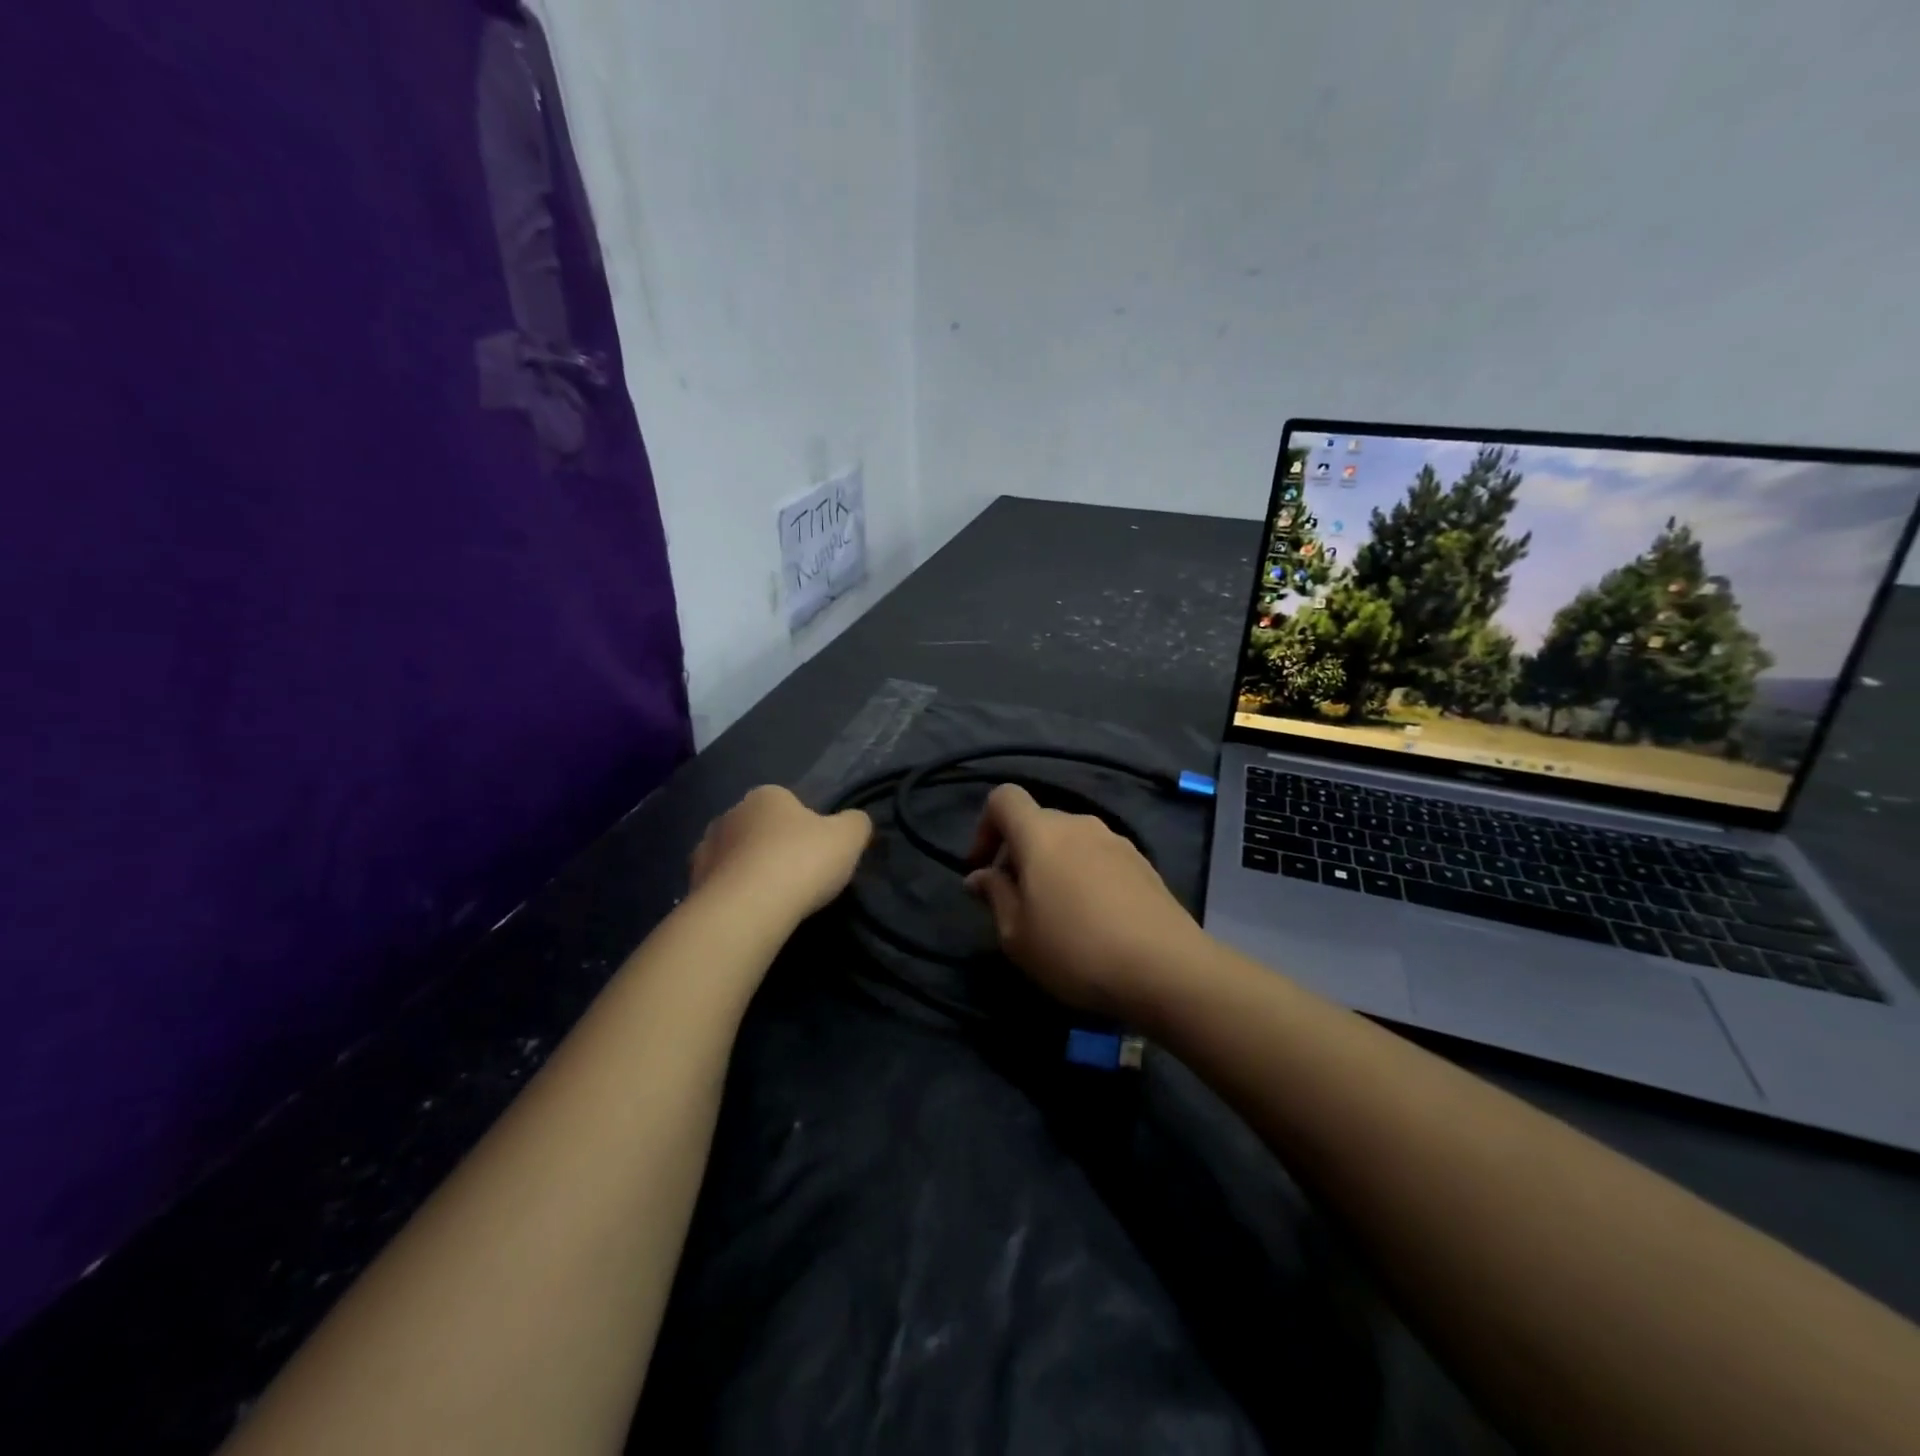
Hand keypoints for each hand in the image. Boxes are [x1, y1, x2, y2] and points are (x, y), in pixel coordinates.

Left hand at [689, 786, 872, 919]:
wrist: (746, 909)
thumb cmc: (801, 862)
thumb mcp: (849, 838)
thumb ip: (856, 823)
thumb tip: (855, 822)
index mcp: (767, 795)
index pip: (789, 803)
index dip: (806, 827)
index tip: (818, 853)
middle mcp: (730, 814)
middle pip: (759, 828)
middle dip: (773, 846)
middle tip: (797, 876)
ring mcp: (705, 849)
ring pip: (736, 856)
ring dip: (749, 871)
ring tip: (772, 899)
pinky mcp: (691, 884)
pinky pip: (720, 886)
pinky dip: (733, 896)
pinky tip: (750, 913)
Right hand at [964, 784, 1203, 1018]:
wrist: (1166, 968)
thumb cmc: (1075, 949)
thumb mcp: (1016, 934)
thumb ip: (994, 896)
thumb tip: (981, 876)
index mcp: (1041, 832)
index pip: (1004, 798)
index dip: (984, 827)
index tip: (984, 869)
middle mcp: (1079, 824)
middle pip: (1038, 822)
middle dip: (1019, 854)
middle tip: (1016, 903)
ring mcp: (1116, 841)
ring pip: (1070, 842)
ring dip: (1053, 867)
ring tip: (1057, 915)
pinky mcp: (1143, 864)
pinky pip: (1099, 858)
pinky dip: (1084, 876)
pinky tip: (1094, 920)